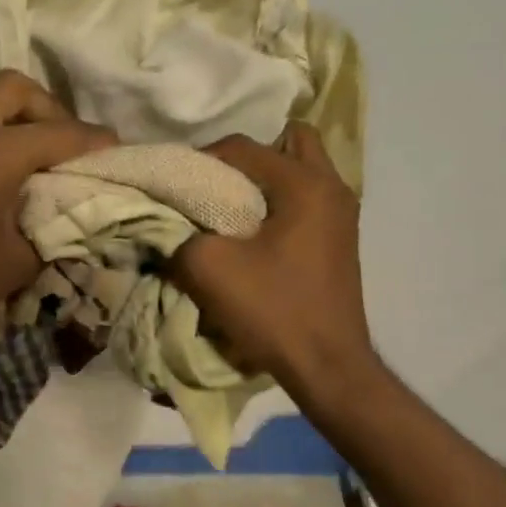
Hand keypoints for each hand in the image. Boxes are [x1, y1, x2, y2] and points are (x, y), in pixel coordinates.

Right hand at [171, 124, 378, 404]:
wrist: (327, 365)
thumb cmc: (273, 310)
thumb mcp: (209, 269)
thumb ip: (178, 235)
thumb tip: (164, 223)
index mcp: (304, 184)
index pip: (243, 147)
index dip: (202, 160)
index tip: (175, 184)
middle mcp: (331, 187)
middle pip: (288, 141)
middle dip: (246, 157)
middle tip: (215, 182)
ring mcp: (341, 213)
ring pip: (301, 169)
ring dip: (264, 178)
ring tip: (230, 204)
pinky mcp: (339, 238)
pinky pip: (306, 197)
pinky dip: (278, 201)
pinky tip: (252, 231)